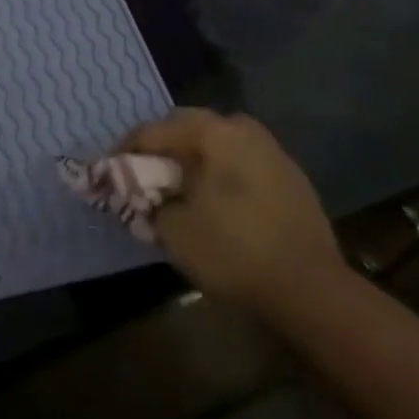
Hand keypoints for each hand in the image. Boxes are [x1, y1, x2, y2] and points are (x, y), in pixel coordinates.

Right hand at [117, 108, 341, 308]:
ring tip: (175, 188)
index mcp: (214, 132)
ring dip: (191, 160)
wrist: (310, 289)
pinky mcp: (290, 178)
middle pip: (187, 128)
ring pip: (217, 145)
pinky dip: (218, 174)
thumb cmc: (233, 250)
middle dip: (160, 149)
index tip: (108, 171)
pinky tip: (212, 200)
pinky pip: (240, 164)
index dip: (125, 151)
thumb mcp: (173, 228)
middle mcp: (244, 130)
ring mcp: (272, 151)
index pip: (154, 130)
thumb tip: (139, 192)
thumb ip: (146, 200)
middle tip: (141, 175)